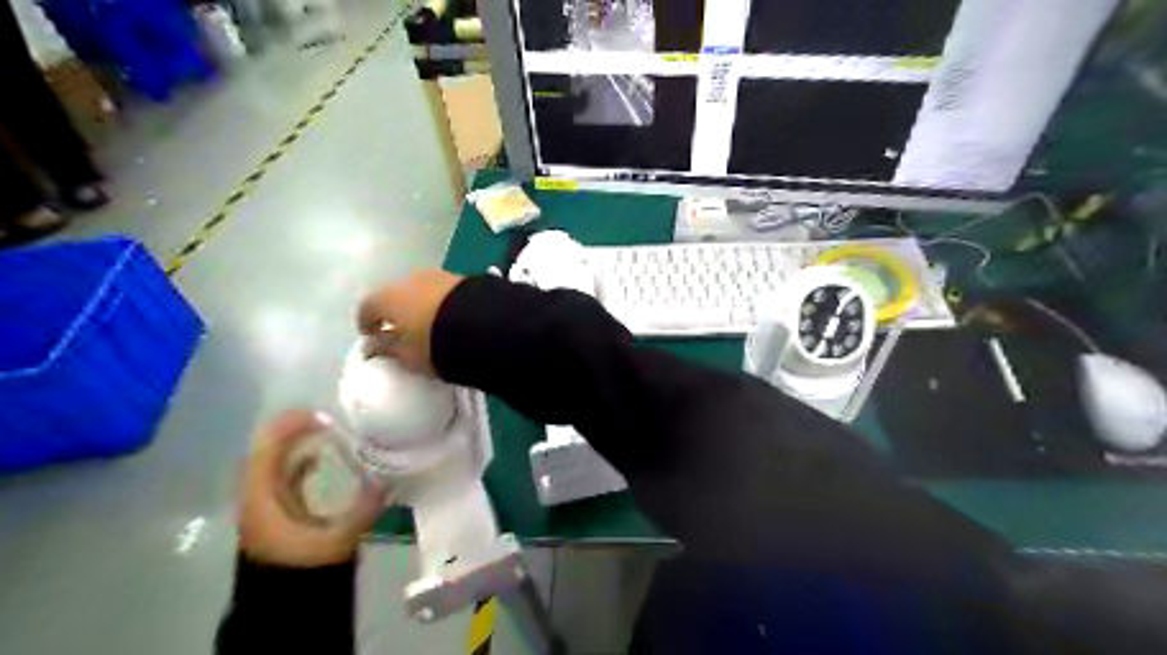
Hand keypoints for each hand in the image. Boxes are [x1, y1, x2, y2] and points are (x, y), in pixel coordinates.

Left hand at [238, 411, 387, 563]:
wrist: (284, 606)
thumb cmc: (304, 569)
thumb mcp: (336, 540)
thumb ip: (362, 510)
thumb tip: (386, 480)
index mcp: (262, 499)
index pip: (268, 450)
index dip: (290, 427)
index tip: (321, 416)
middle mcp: (256, 497)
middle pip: (267, 452)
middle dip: (293, 430)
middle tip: (325, 418)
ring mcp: (264, 505)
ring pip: (274, 463)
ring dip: (296, 444)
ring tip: (324, 431)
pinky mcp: (275, 514)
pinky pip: (282, 478)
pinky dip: (298, 463)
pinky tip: (317, 458)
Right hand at [358, 267, 463, 374]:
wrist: (483, 324)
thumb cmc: (435, 344)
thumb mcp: (408, 356)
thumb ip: (387, 350)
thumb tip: (373, 346)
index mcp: (387, 297)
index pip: (367, 307)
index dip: (367, 322)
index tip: (372, 337)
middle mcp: (408, 280)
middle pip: (395, 294)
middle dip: (396, 310)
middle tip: (402, 330)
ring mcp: (436, 275)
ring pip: (420, 289)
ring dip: (420, 303)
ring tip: (428, 323)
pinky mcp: (462, 277)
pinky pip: (442, 290)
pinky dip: (440, 301)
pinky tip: (448, 315)